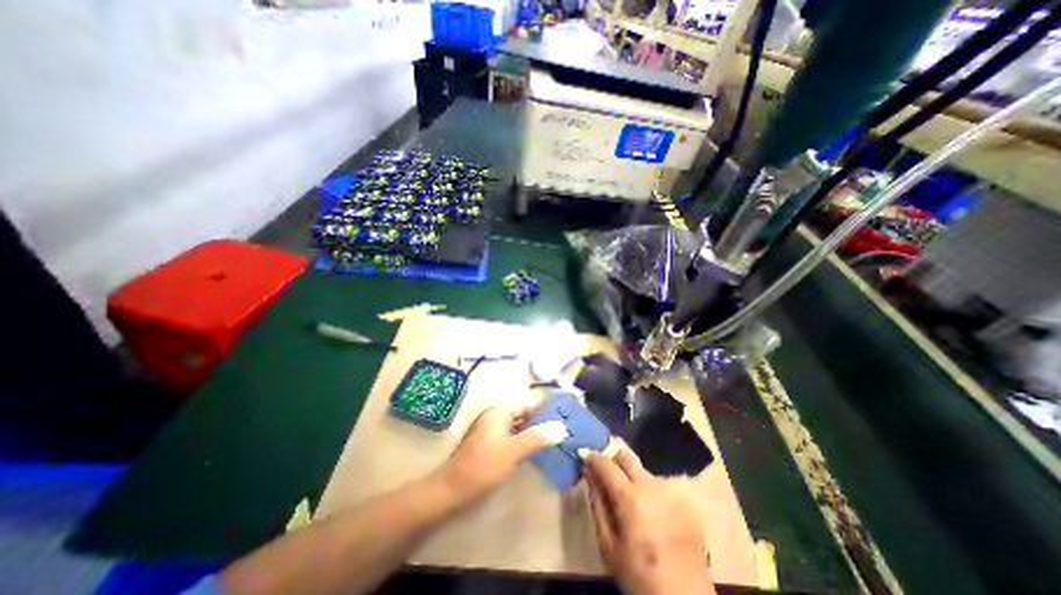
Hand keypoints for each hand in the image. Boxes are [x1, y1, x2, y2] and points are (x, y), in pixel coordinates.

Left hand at [434, 405, 562, 505]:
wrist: (449, 492)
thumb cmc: (482, 467)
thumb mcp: (512, 451)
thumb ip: (536, 438)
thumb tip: (561, 427)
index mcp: (498, 413)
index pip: (525, 405)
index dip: (543, 413)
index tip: (560, 422)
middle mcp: (493, 417)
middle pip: (521, 416)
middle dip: (538, 424)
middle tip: (558, 435)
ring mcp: (488, 432)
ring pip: (515, 428)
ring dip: (530, 435)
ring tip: (550, 444)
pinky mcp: (486, 446)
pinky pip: (509, 439)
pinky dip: (520, 443)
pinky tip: (531, 455)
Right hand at [581, 446, 712, 594]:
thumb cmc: (638, 574)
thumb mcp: (607, 542)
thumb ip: (597, 501)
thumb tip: (588, 471)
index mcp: (630, 498)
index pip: (606, 464)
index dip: (593, 457)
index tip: (585, 455)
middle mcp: (651, 486)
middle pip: (626, 456)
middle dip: (613, 459)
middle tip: (606, 472)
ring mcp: (671, 491)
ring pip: (643, 471)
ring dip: (633, 478)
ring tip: (632, 501)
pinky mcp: (685, 499)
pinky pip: (660, 485)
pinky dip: (650, 491)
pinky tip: (652, 512)